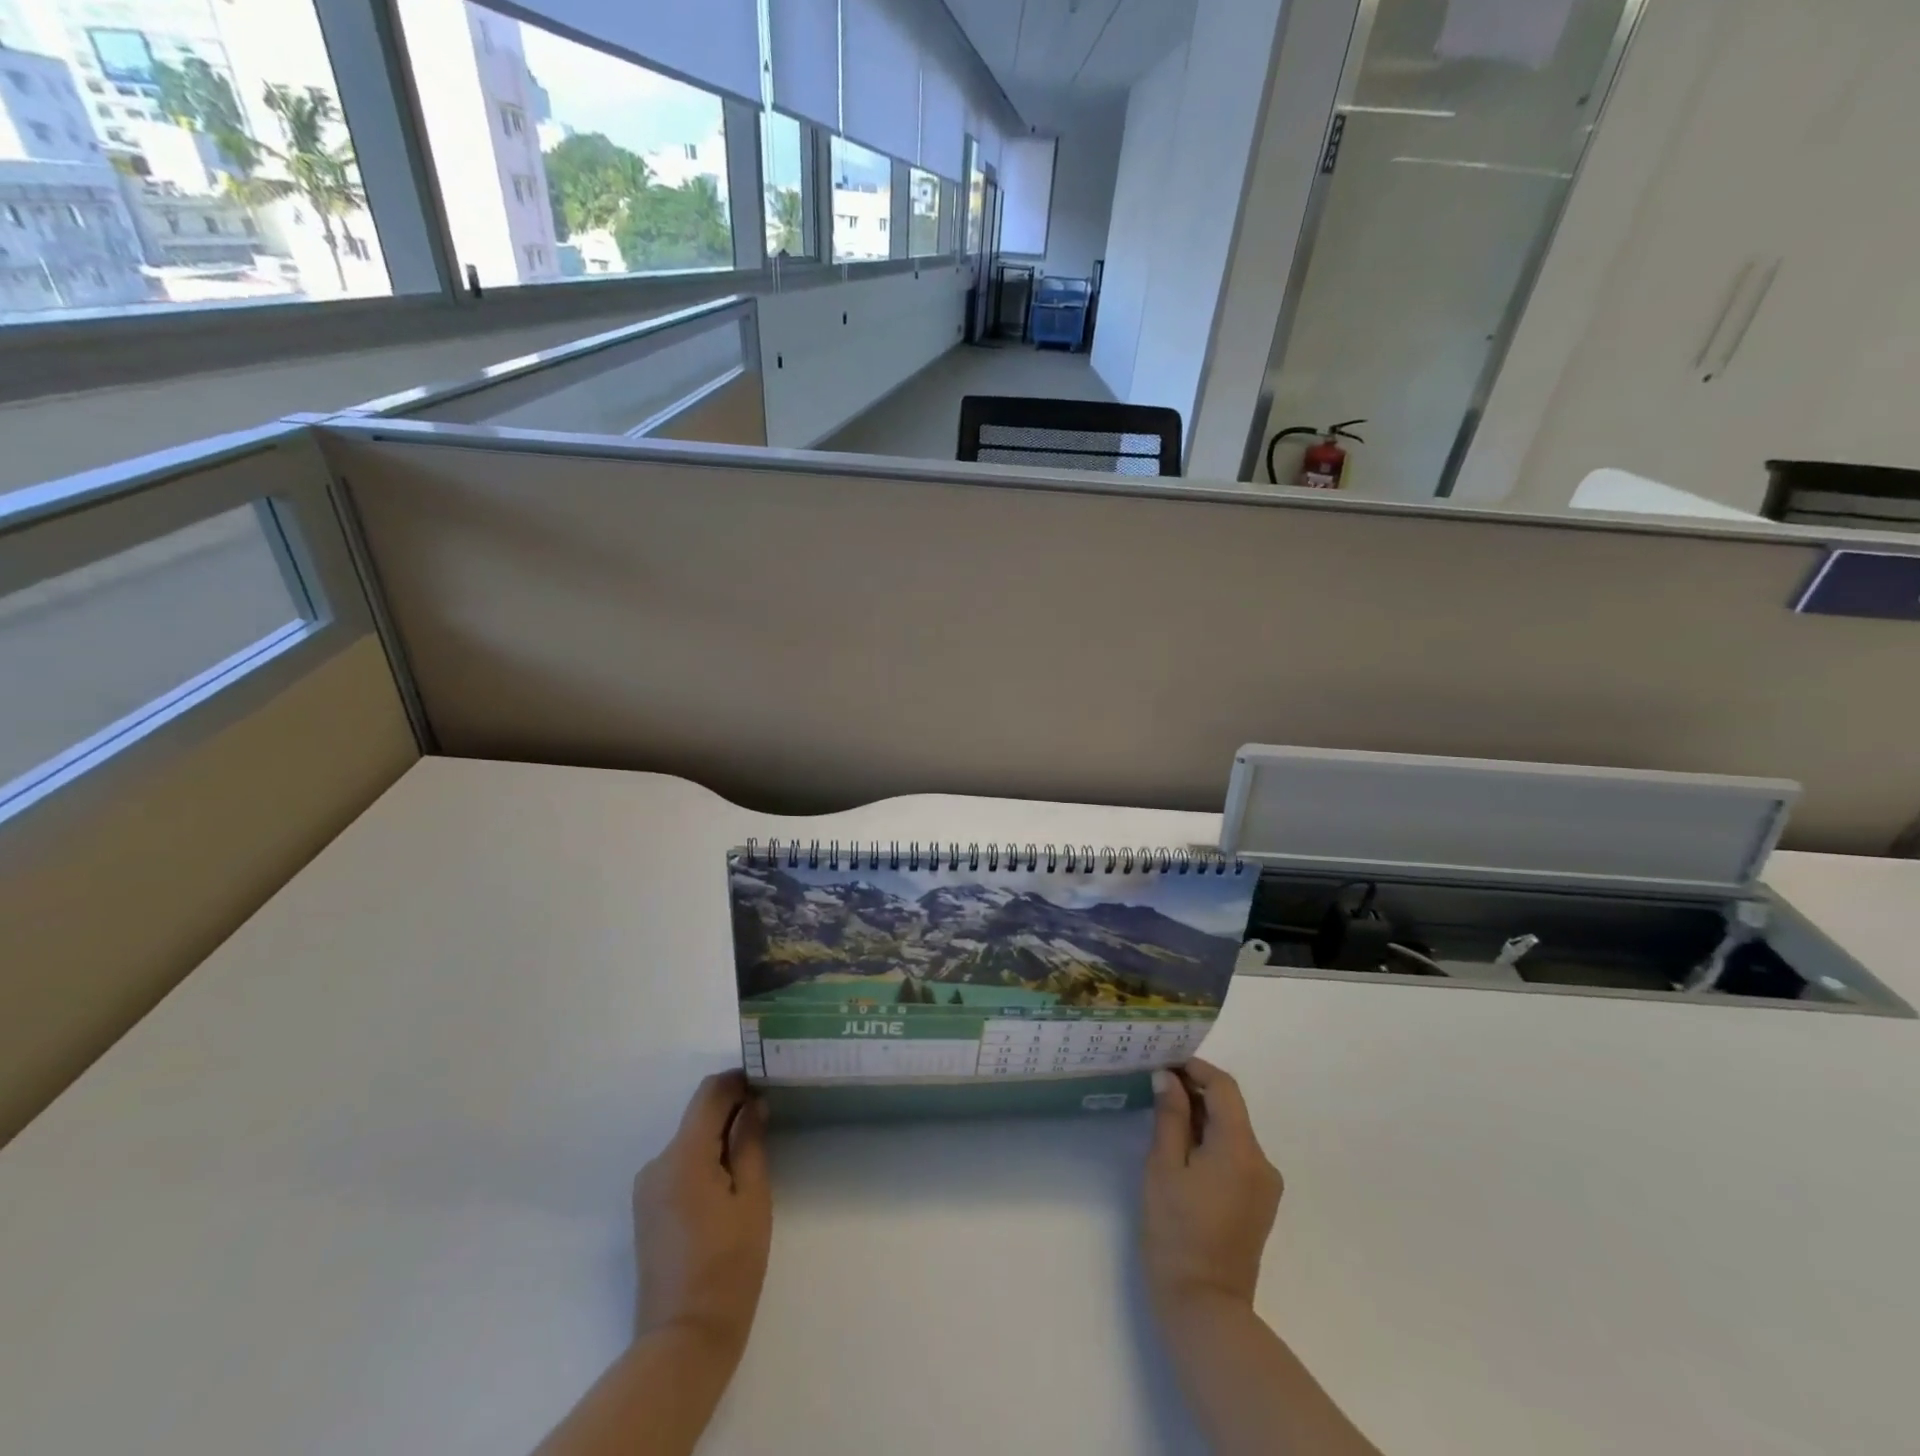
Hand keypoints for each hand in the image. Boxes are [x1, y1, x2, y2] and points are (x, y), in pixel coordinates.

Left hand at [633, 1070, 771, 1360]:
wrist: (683, 1341)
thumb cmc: (729, 1266)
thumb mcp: (752, 1199)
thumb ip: (750, 1143)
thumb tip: (752, 1104)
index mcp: (683, 1156)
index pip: (709, 1093)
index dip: (738, 1080)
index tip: (767, 1082)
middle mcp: (657, 1164)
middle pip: (698, 1117)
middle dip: (732, 1111)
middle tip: (769, 1119)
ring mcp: (647, 1189)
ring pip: (689, 1142)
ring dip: (719, 1138)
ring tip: (753, 1154)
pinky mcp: (647, 1211)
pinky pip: (679, 1167)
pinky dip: (704, 1161)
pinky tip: (728, 1182)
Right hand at [1142, 1059, 1283, 1318]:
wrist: (1204, 1308)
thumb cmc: (1176, 1232)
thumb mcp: (1163, 1167)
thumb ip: (1170, 1117)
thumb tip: (1168, 1078)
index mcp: (1241, 1149)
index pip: (1224, 1088)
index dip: (1196, 1068)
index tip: (1165, 1064)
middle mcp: (1262, 1162)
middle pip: (1231, 1109)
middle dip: (1196, 1093)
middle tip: (1157, 1088)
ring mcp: (1265, 1186)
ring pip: (1233, 1133)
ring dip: (1202, 1119)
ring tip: (1164, 1118)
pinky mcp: (1259, 1205)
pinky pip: (1236, 1157)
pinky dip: (1212, 1144)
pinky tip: (1183, 1152)